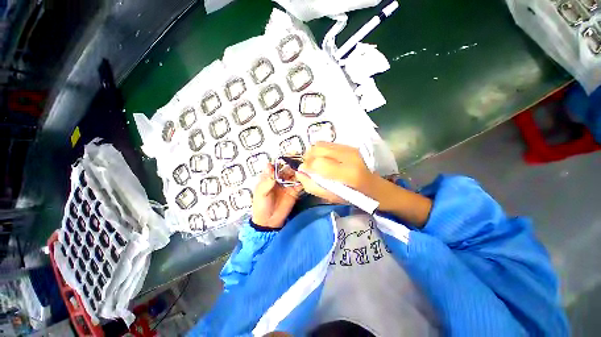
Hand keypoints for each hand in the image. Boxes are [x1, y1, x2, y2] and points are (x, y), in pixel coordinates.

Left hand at [252, 164, 301, 228]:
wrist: (269, 222)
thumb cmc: (261, 206)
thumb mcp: (261, 193)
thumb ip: (267, 181)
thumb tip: (269, 165)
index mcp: (269, 176)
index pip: (276, 165)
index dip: (282, 159)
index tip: (289, 154)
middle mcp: (279, 178)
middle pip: (287, 168)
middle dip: (293, 163)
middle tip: (300, 159)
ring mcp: (288, 184)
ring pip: (294, 174)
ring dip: (299, 170)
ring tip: (304, 168)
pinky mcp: (294, 191)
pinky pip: (299, 184)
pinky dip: (303, 181)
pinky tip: (306, 178)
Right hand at [295, 142, 377, 203]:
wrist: (376, 187)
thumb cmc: (355, 197)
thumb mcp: (333, 198)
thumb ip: (313, 186)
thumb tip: (300, 173)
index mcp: (349, 174)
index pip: (319, 163)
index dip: (307, 166)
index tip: (304, 172)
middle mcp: (350, 156)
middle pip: (318, 148)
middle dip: (308, 157)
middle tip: (308, 167)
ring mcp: (350, 148)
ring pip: (321, 144)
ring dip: (313, 153)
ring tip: (315, 163)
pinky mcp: (350, 145)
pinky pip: (327, 144)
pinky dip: (320, 151)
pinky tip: (324, 159)